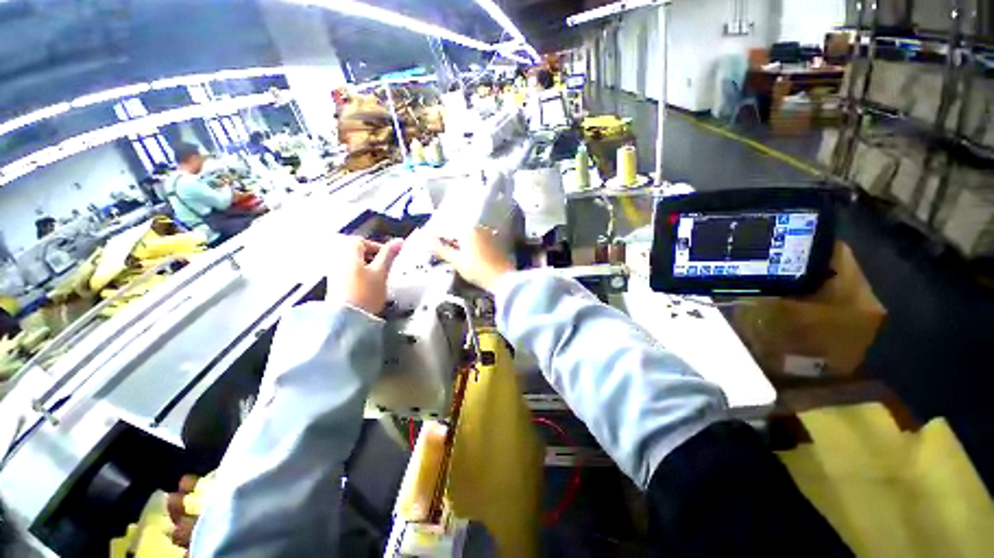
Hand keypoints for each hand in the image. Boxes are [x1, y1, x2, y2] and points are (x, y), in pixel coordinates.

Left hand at [333, 237, 402, 313]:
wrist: (346, 320)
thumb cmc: (365, 293)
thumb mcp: (381, 272)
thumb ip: (389, 255)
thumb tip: (399, 241)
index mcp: (347, 252)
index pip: (361, 241)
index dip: (377, 246)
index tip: (389, 257)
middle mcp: (336, 260)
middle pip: (355, 251)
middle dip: (371, 257)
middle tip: (384, 267)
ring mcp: (333, 274)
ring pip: (352, 264)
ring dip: (365, 267)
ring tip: (377, 279)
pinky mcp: (333, 286)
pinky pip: (348, 274)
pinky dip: (359, 276)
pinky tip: (367, 288)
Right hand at [433, 227, 513, 292]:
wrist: (503, 279)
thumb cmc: (477, 270)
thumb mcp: (456, 261)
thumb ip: (440, 248)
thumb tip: (424, 238)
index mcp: (467, 230)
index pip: (447, 230)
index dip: (438, 240)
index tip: (433, 249)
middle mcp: (479, 228)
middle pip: (459, 233)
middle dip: (451, 242)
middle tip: (447, 256)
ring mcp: (489, 234)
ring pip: (470, 237)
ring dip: (463, 245)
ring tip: (460, 258)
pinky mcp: (497, 242)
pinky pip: (480, 241)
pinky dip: (474, 247)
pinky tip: (474, 258)